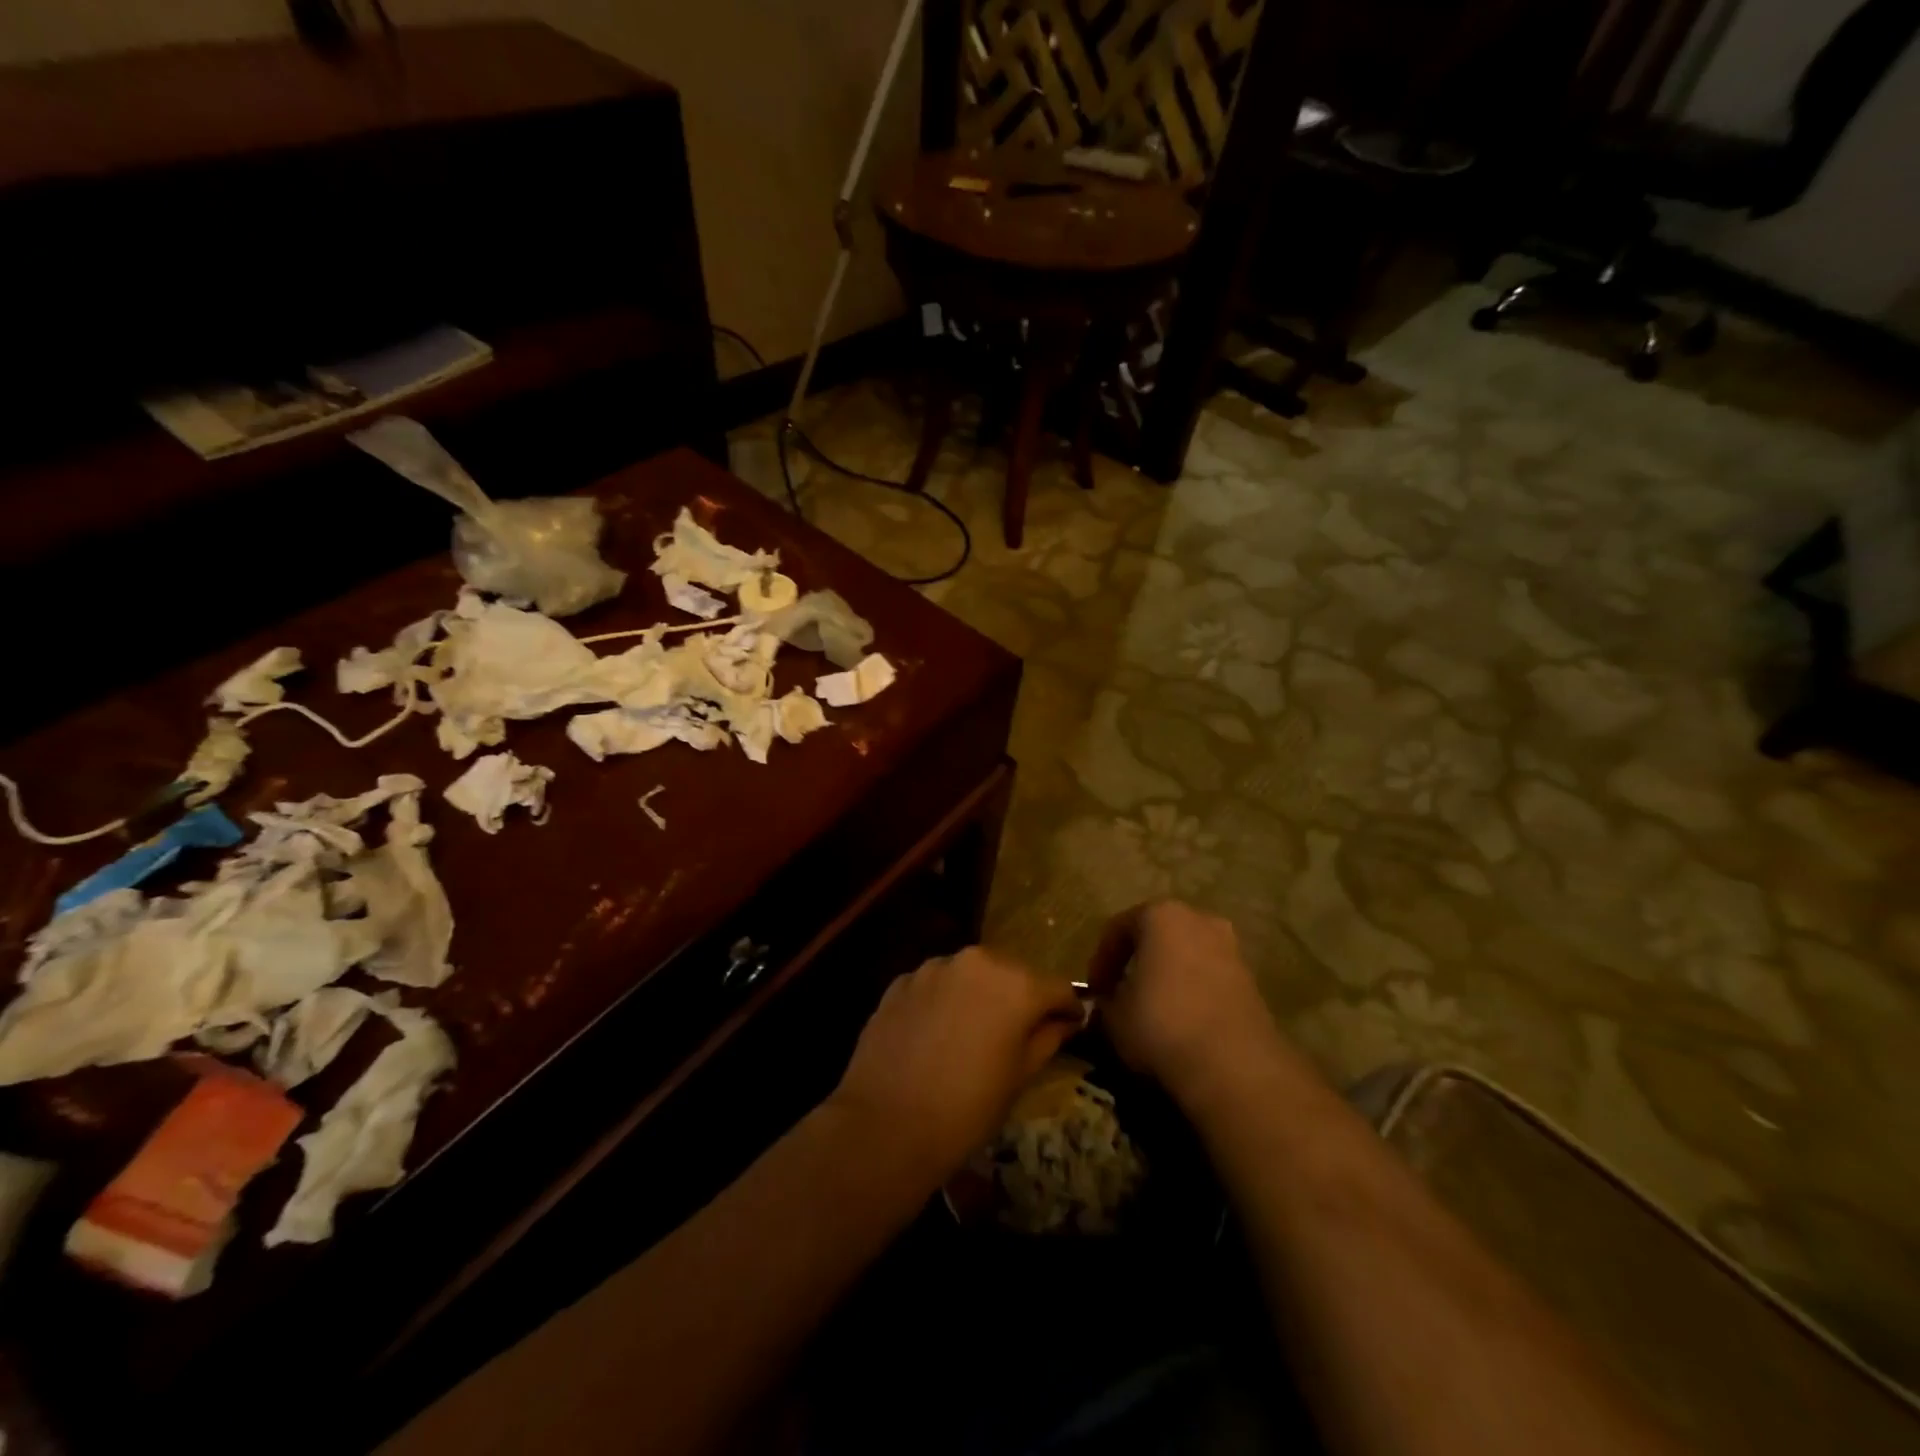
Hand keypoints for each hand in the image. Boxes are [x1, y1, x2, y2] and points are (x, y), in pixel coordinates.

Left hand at [828, 948, 1081, 1188]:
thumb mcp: (1020, 1076)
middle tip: (1020, 1032)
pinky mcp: (901, 981)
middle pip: (1012, 973)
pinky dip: (944, 1000)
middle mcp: (977, 961)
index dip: (1067, 1007)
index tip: (1071, 1024)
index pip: (1057, 987)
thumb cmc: (968, 1107)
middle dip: (1021, 998)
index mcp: (1016, 984)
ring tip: (973, 1033)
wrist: (886, 1123)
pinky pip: (936, 985)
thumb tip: (1064, 1021)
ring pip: (971, 975)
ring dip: (979, 995)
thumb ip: (1047, 1037)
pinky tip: (936, 1035)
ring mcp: (934, 967)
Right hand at [1089, 901, 1286, 1107]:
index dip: (1101, 959)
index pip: (1118, 928)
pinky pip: (1210, 978)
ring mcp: (1231, 949)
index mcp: (1161, 915)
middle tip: (1122, 991)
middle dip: (1139, 961)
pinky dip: (1193, 992)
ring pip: (1187, 956)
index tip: (1094, 990)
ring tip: (1152, 1009)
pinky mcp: (1251, 981)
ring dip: (1168, 976)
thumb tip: (1108, 1003)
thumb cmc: (1161, 1025)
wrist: (1234, 1067)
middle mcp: (1199, 920)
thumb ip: (1106, 1001)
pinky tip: (1182, 1022)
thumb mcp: (1113, 1016)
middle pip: (1158, 935)